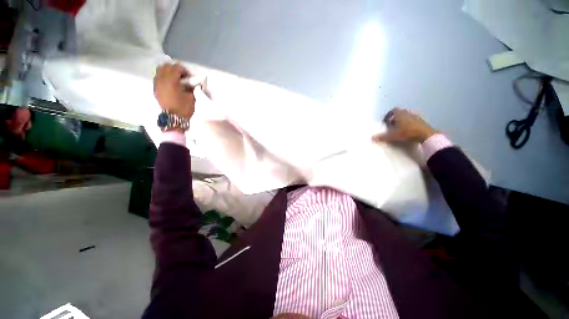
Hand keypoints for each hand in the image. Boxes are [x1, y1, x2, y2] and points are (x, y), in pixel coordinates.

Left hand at [154, 63, 194, 118]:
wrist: (174, 118)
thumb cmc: (184, 108)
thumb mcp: (191, 97)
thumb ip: (190, 86)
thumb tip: (191, 82)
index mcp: (171, 80)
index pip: (177, 67)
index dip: (184, 70)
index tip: (190, 76)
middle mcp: (162, 79)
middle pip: (166, 66)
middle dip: (175, 69)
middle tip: (182, 76)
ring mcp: (157, 84)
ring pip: (160, 70)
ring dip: (168, 72)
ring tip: (175, 79)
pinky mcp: (155, 89)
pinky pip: (158, 77)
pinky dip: (164, 77)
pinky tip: (170, 84)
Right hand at [372, 108, 436, 143]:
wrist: (426, 135)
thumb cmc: (407, 133)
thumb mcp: (392, 136)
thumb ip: (382, 137)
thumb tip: (371, 138)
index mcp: (400, 114)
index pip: (393, 110)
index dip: (388, 115)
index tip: (386, 121)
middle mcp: (407, 113)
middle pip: (400, 113)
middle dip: (395, 118)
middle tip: (391, 125)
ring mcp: (416, 116)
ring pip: (407, 116)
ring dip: (402, 121)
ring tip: (399, 129)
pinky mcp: (422, 121)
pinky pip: (413, 121)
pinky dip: (409, 124)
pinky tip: (408, 131)